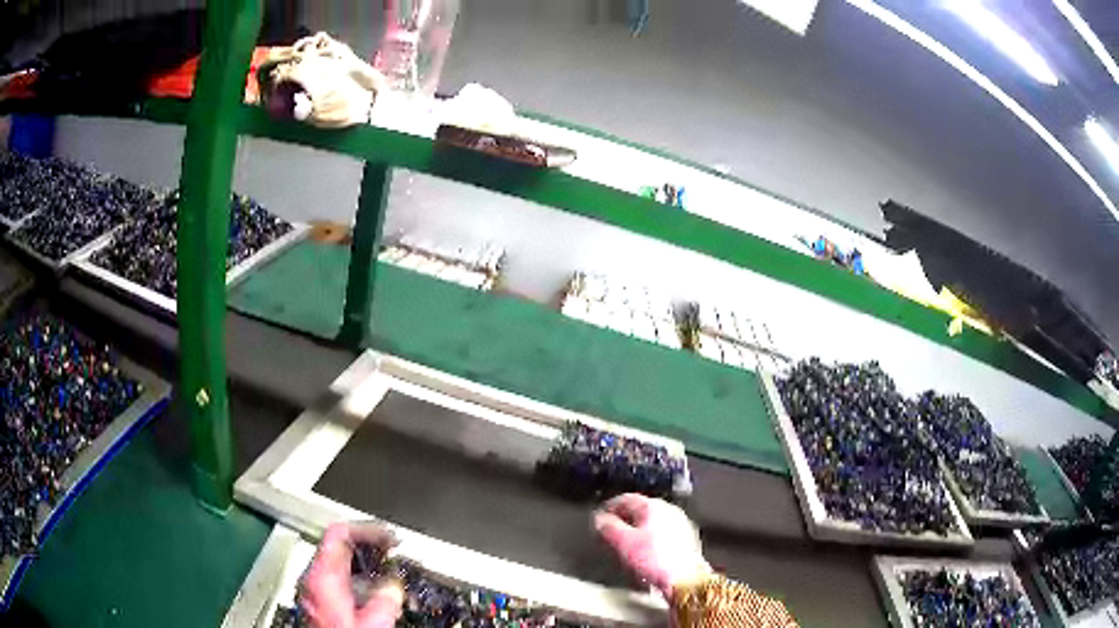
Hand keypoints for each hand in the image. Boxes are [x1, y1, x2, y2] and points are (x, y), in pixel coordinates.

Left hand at [302, 523, 404, 627]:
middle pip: (337, 546)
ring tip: (390, 571)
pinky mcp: (321, 603)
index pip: (338, 534)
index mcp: (322, 578)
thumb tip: (392, 584)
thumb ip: (385, 599)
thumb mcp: (375, 623)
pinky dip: (360, 580)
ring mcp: (315, 591)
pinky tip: (378, 592)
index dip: (366, 530)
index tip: (389, 538)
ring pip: (339, 564)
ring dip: (366, 564)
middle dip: (368, 546)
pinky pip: (340, 581)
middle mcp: (314, 580)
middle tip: (393, 550)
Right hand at [594, 493, 710, 597]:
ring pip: (653, 522)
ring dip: (637, 529)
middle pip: (641, 509)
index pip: (627, 499)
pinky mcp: (687, 539)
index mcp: (654, 506)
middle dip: (624, 519)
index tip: (600, 518)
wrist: (685, 579)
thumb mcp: (623, 543)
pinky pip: (663, 532)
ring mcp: (681, 524)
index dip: (610, 507)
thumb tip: (600, 520)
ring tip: (625, 542)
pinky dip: (650, 537)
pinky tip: (644, 551)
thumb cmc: (654, 559)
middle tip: (610, 530)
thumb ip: (608, 527)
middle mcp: (670, 510)